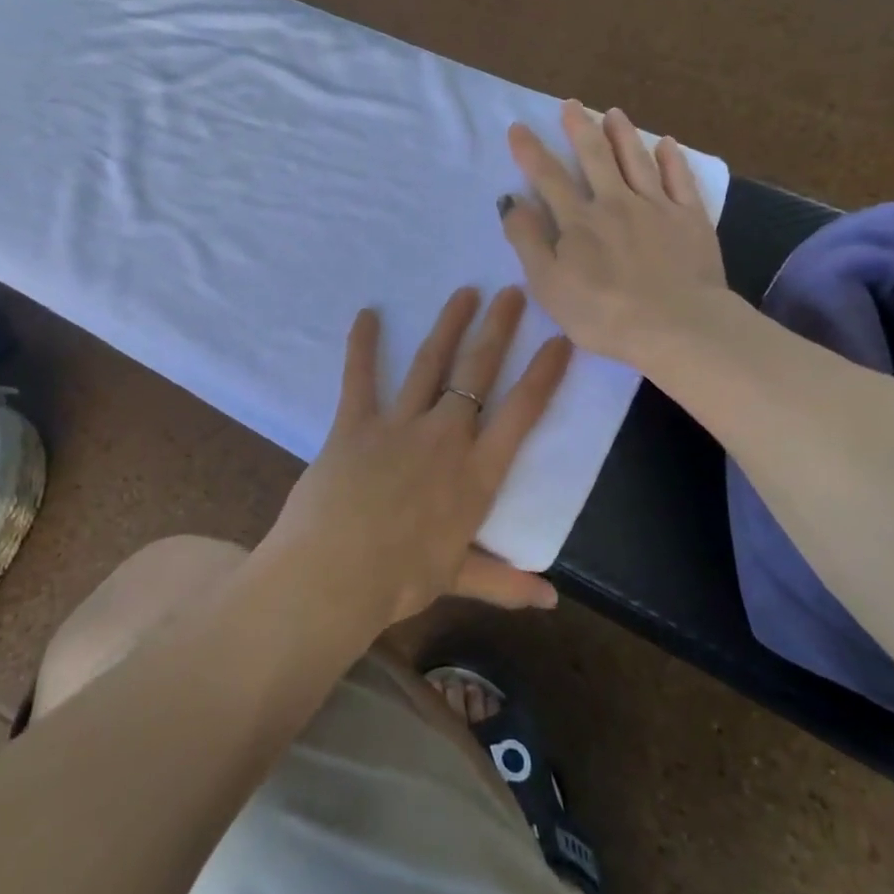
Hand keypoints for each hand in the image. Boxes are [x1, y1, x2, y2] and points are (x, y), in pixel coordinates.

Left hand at [265, 286, 571, 629]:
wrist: (333, 576)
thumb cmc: (399, 582)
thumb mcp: (456, 578)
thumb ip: (505, 583)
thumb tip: (551, 601)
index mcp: (476, 474)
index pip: (522, 413)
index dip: (543, 374)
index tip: (559, 340)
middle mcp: (445, 437)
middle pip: (477, 372)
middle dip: (498, 329)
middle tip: (512, 292)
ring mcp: (399, 425)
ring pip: (430, 363)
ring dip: (449, 324)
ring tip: (464, 293)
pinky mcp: (355, 423)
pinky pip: (360, 377)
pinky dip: (363, 345)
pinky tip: (367, 314)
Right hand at [503, 100, 730, 368]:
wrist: (677, 326)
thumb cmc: (604, 314)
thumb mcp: (548, 285)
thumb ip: (527, 241)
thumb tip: (511, 201)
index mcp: (579, 221)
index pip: (548, 178)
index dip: (530, 152)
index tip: (518, 128)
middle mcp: (616, 203)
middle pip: (595, 157)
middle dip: (579, 128)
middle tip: (570, 104)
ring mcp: (657, 207)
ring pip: (637, 160)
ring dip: (622, 134)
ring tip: (613, 112)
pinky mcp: (691, 219)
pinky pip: (680, 179)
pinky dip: (672, 158)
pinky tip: (667, 143)